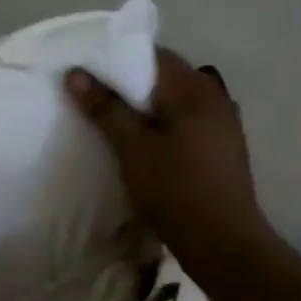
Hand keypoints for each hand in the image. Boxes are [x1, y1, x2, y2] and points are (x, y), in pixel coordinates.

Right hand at [65, 50, 274, 268]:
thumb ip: (104, 107)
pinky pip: (187, 123)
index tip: (90, 71)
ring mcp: (224, 124)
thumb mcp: (132, 147)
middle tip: (95, 97)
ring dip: (147, 108)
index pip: (154, 54)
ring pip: (176, 102)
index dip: (119, 57)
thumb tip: (75, 73)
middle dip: (130, 85)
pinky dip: (163, 126)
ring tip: (114, 121)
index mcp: (195, 88)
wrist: (224, 246)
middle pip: (165, 77)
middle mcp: (214, 97)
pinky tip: (145, 145)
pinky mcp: (223, 149)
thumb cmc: (176, 189)